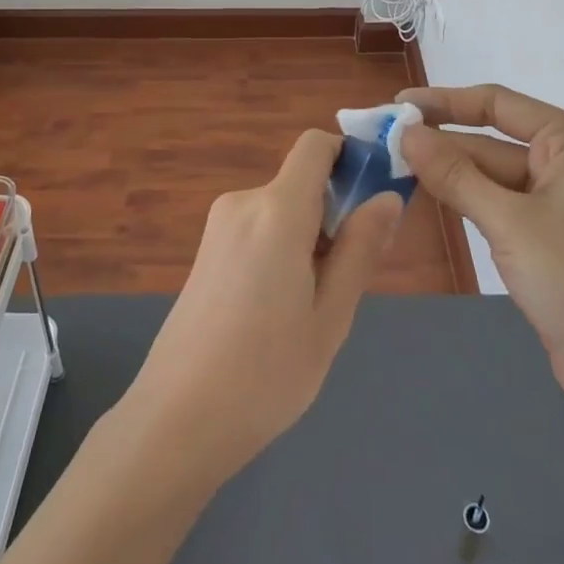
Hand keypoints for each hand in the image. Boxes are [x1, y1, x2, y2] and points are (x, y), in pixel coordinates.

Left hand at [119, 131, 402, 483]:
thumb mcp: (331, 316)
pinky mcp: (206, 249)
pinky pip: (258, 228)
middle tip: (348, 279)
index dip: (348, 156)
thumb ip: (360, 249)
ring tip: (311, 307)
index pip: (315, 145)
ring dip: (308, 237)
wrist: (177, 419)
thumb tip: (386, 196)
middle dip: (334, 213)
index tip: (374, 195)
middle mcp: (243, 202)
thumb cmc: (266, 373)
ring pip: (281, 210)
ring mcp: (218, 225)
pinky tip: (278, 310)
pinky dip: (281, 249)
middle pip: (302, 182)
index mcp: (277, 209)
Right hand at [398, 85, 563, 406]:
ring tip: (392, 165)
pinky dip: (464, 198)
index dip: (443, 101)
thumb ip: (454, 174)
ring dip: (447, 171)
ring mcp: (558, 199)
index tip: (396, 105)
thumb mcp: (510, 222)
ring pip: (490, 173)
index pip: (497, 103)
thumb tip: (404, 131)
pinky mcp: (547, 233)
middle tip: (383, 142)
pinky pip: (497, 202)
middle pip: (490, 139)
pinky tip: (426, 194)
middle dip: (439, 142)